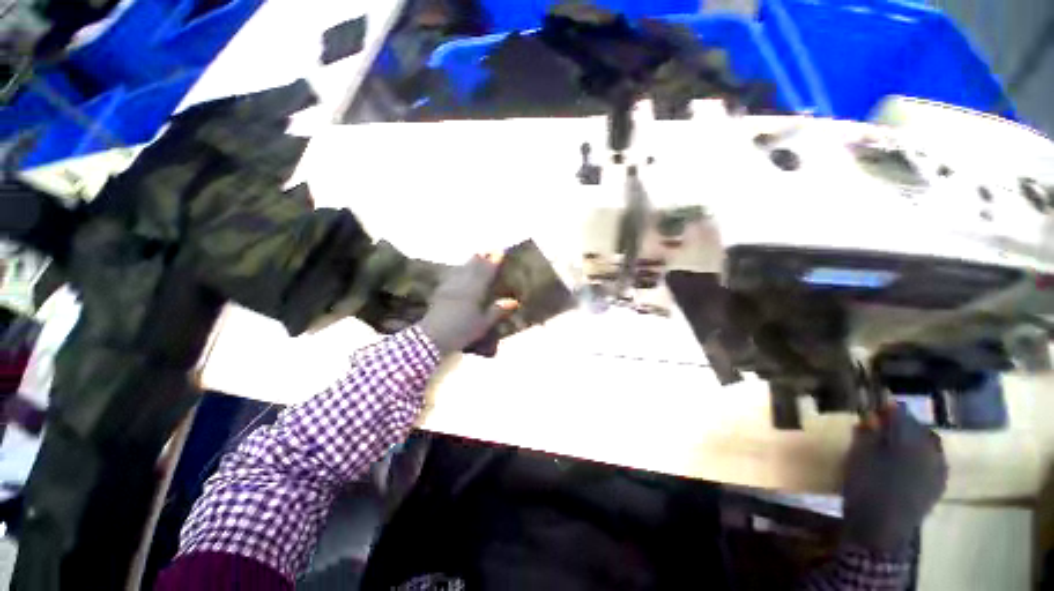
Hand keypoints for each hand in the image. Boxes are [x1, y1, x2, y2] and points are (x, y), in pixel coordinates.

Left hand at [417, 254, 518, 355]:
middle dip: (482, 258)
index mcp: (474, 291)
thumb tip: (514, 301)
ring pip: (462, 270)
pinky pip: (452, 276)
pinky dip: (458, 270)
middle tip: (489, 249)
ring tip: (476, 254)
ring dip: (470, 261)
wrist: (432, 337)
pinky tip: (458, 271)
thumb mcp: (483, 324)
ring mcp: (449, 287)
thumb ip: (497, 311)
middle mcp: (462, 285)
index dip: (493, 262)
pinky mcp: (440, 292)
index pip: (486, 273)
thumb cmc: (461, 331)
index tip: (499, 251)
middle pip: (473, 268)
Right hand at [842, 404, 947, 552]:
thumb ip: (867, 432)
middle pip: (919, 427)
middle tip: (883, 428)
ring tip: (894, 446)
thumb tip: (872, 415)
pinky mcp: (937, 485)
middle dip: (903, 425)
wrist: (880, 528)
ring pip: (929, 445)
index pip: (901, 412)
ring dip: (913, 441)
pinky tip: (906, 464)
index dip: (886, 408)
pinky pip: (932, 461)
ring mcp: (938, 470)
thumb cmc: (865, 485)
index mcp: (911, 439)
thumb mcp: (858, 454)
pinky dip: (920, 457)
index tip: (873, 409)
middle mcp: (931, 450)